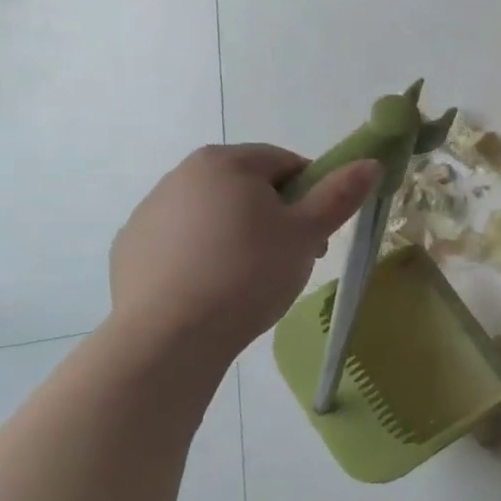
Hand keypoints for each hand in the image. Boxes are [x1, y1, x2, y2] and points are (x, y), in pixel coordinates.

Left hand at [109, 144, 378, 355]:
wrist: (168, 338)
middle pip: (250, 188)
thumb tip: (370, 163)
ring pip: (216, 216)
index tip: (318, 234)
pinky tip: (214, 292)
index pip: (287, 163)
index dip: (313, 195)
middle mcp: (181, 175)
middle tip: (293, 260)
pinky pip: (183, 244)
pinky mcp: (131, 249)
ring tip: (253, 282)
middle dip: (278, 218)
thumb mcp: (307, 234)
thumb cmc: (247, 274)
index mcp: (226, 162)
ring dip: (241, 237)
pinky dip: (204, 258)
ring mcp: (150, 212)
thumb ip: (339, 195)